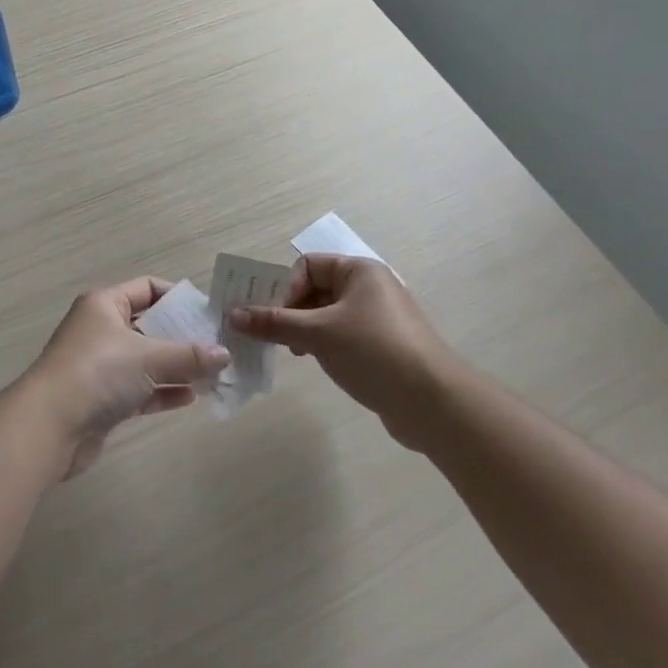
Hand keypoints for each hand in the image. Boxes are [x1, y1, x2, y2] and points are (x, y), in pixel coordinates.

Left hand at [24, 278, 229, 477]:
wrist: (49, 426)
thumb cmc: (99, 372)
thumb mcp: (149, 357)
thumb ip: (189, 355)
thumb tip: (225, 354)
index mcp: (105, 304)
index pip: (147, 288)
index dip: (178, 298)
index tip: (209, 314)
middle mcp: (101, 329)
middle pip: (149, 325)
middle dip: (182, 336)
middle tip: (218, 347)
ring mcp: (100, 365)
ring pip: (146, 360)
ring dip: (176, 367)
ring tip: (213, 375)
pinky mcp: (102, 399)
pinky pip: (140, 388)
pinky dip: (162, 391)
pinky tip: (191, 397)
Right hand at [228, 255, 448, 448]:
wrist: (434, 402)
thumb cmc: (373, 351)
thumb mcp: (317, 334)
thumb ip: (273, 322)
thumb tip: (233, 315)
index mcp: (359, 271)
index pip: (307, 265)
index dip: (286, 288)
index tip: (275, 318)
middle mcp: (370, 287)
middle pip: (315, 288)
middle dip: (290, 310)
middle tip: (272, 337)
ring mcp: (378, 318)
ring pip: (326, 314)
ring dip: (304, 329)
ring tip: (293, 353)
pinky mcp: (382, 345)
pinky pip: (342, 335)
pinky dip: (323, 344)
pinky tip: (317, 363)